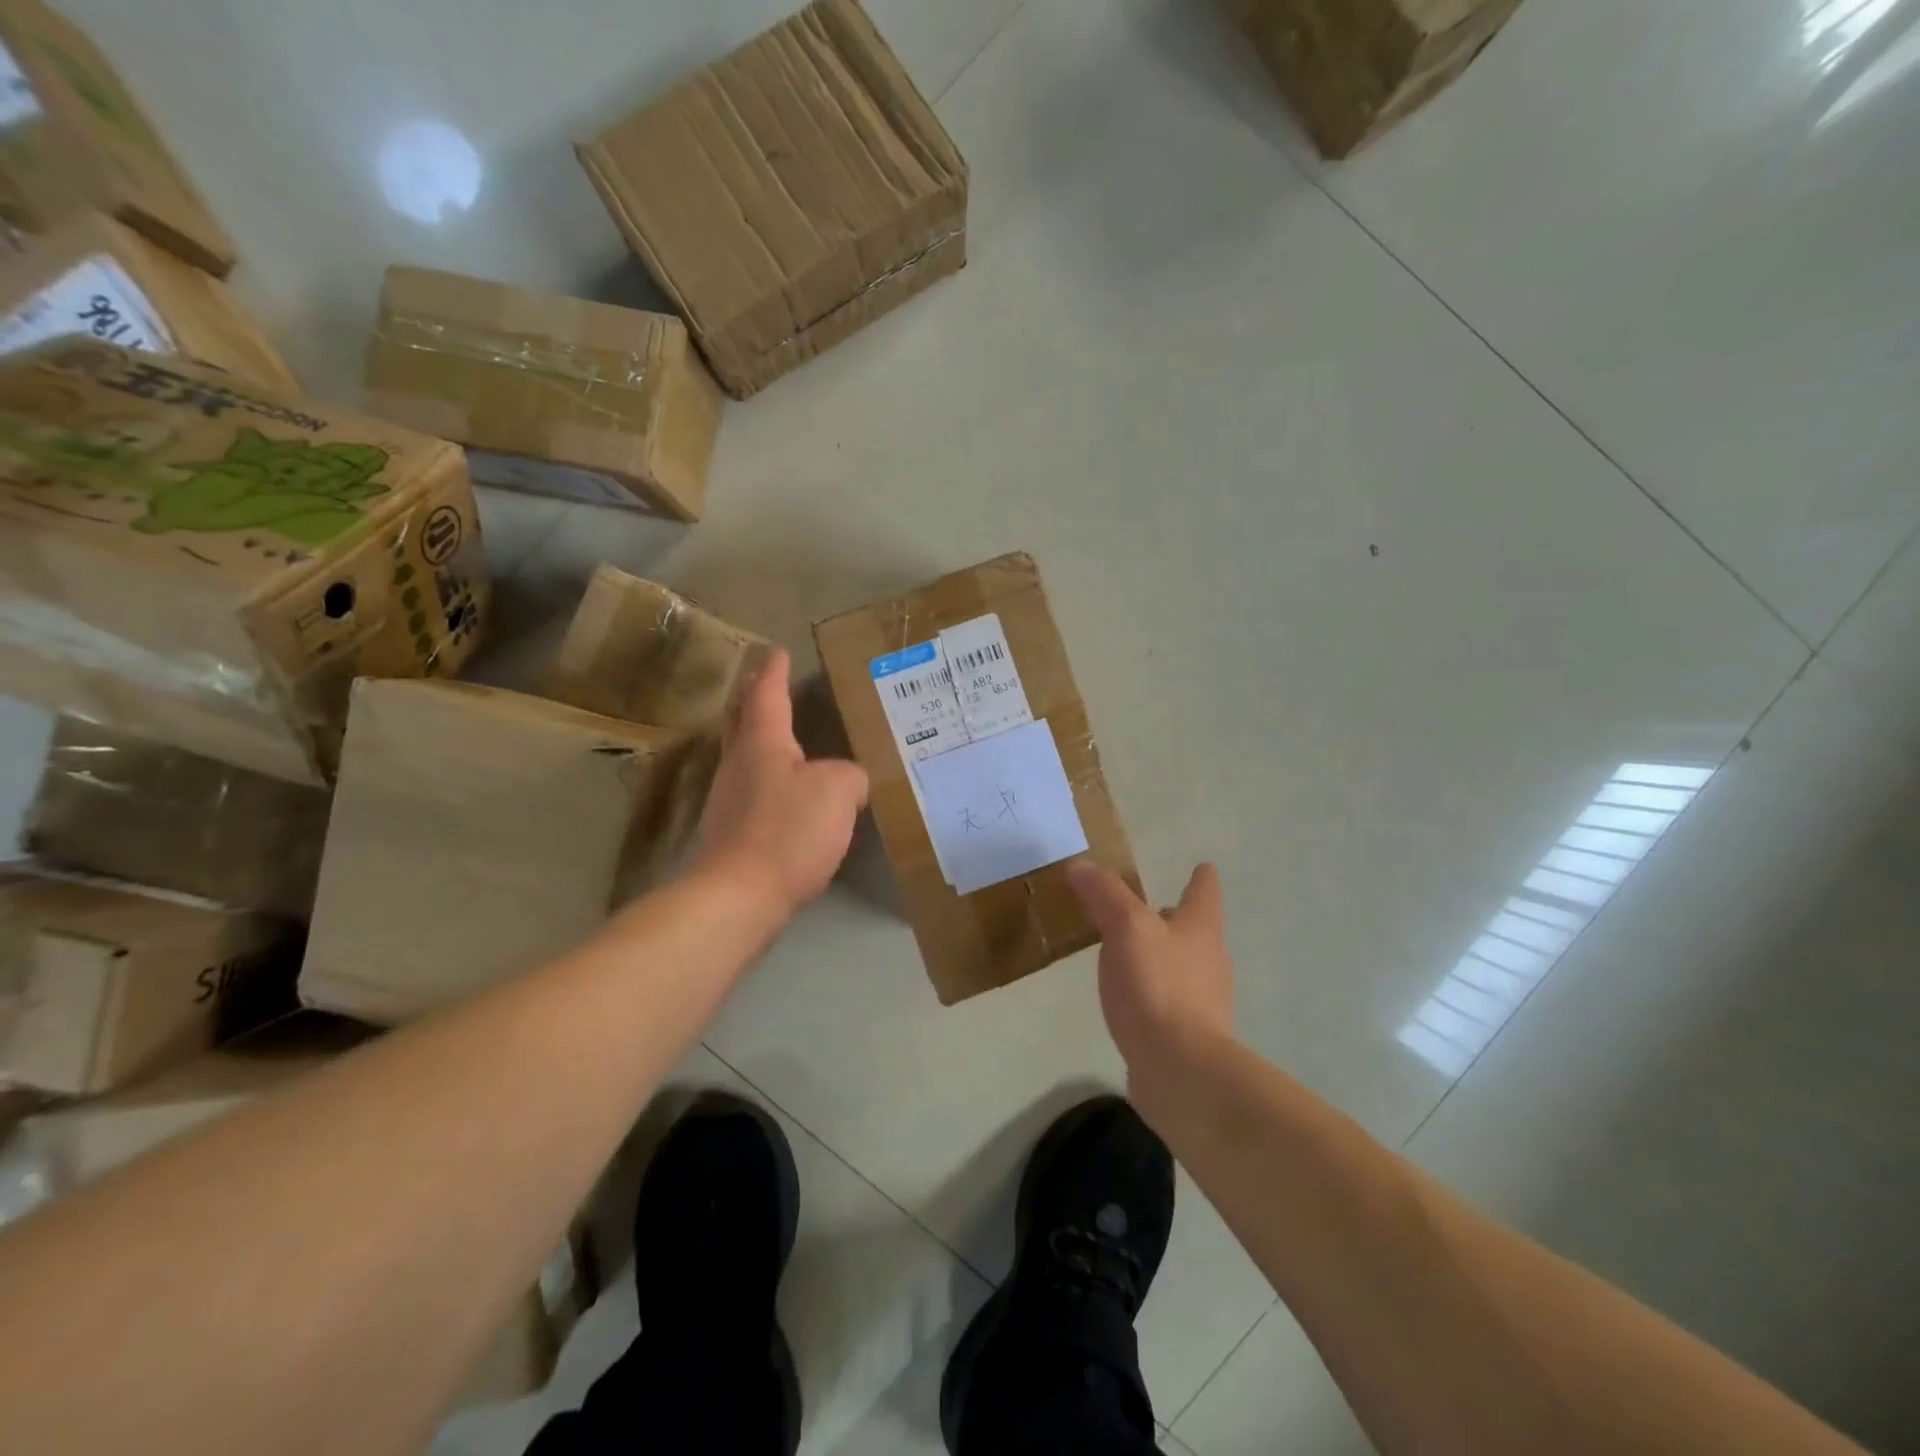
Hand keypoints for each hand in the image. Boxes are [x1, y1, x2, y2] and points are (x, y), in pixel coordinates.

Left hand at [695, 650, 869, 916]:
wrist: (741, 894)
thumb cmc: (788, 829)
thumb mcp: (838, 791)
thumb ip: (850, 776)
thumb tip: (849, 781)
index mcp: (763, 742)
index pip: (767, 694)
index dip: (774, 672)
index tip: (777, 651)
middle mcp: (739, 763)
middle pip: (740, 718)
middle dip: (750, 695)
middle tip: (761, 680)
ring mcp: (729, 798)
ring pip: (742, 753)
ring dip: (755, 735)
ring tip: (778, 732)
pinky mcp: (732, 832)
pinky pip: (750, 788)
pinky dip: (765, 775)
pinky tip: (784, 790)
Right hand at [1068, 860, 1235, 1085]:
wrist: (1182, 1071)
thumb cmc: (1158, 987)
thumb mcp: (1125, 928)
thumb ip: (1104, 893)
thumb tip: (1080, 865)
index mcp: (1201, 928)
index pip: (1205, 891)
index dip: (1200, 877)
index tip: (1200, 867)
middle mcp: (1210, 960)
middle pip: (1195, 929)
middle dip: (1173, 918)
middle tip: (1142, 910)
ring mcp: (1204, 1002)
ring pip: (1181, 966)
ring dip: (1160, 956)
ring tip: (1126, 953)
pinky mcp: (1189, 1036)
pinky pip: (1168, 1002)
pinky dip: (1152, 993)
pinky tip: (1128, 1001)